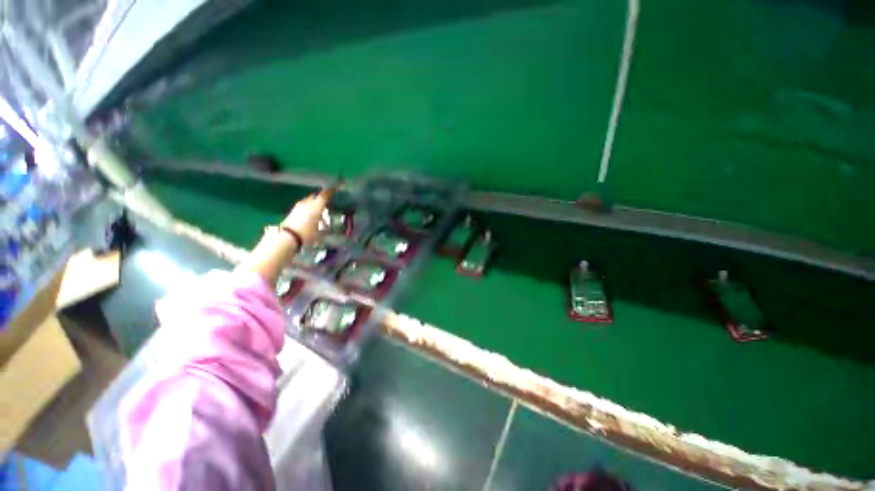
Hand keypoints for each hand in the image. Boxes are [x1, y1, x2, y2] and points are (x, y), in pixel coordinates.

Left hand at [282, 186, 336, 245]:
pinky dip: (308, 208)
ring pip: (308, 201)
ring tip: (319, 211)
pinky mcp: (292, 211)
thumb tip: (327, 226)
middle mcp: (307, 203)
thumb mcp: (320, 233)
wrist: (288, 237)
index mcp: (316, 206)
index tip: (335, 187)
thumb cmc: (308, 234)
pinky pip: (303, 206)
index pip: (324, 195)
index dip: (330, 191)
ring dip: (314, 203)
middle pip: (316, 196)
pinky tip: (310, 216)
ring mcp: (299, 206)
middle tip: (328, 203)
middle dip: (322, 198)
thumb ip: (324, 227)